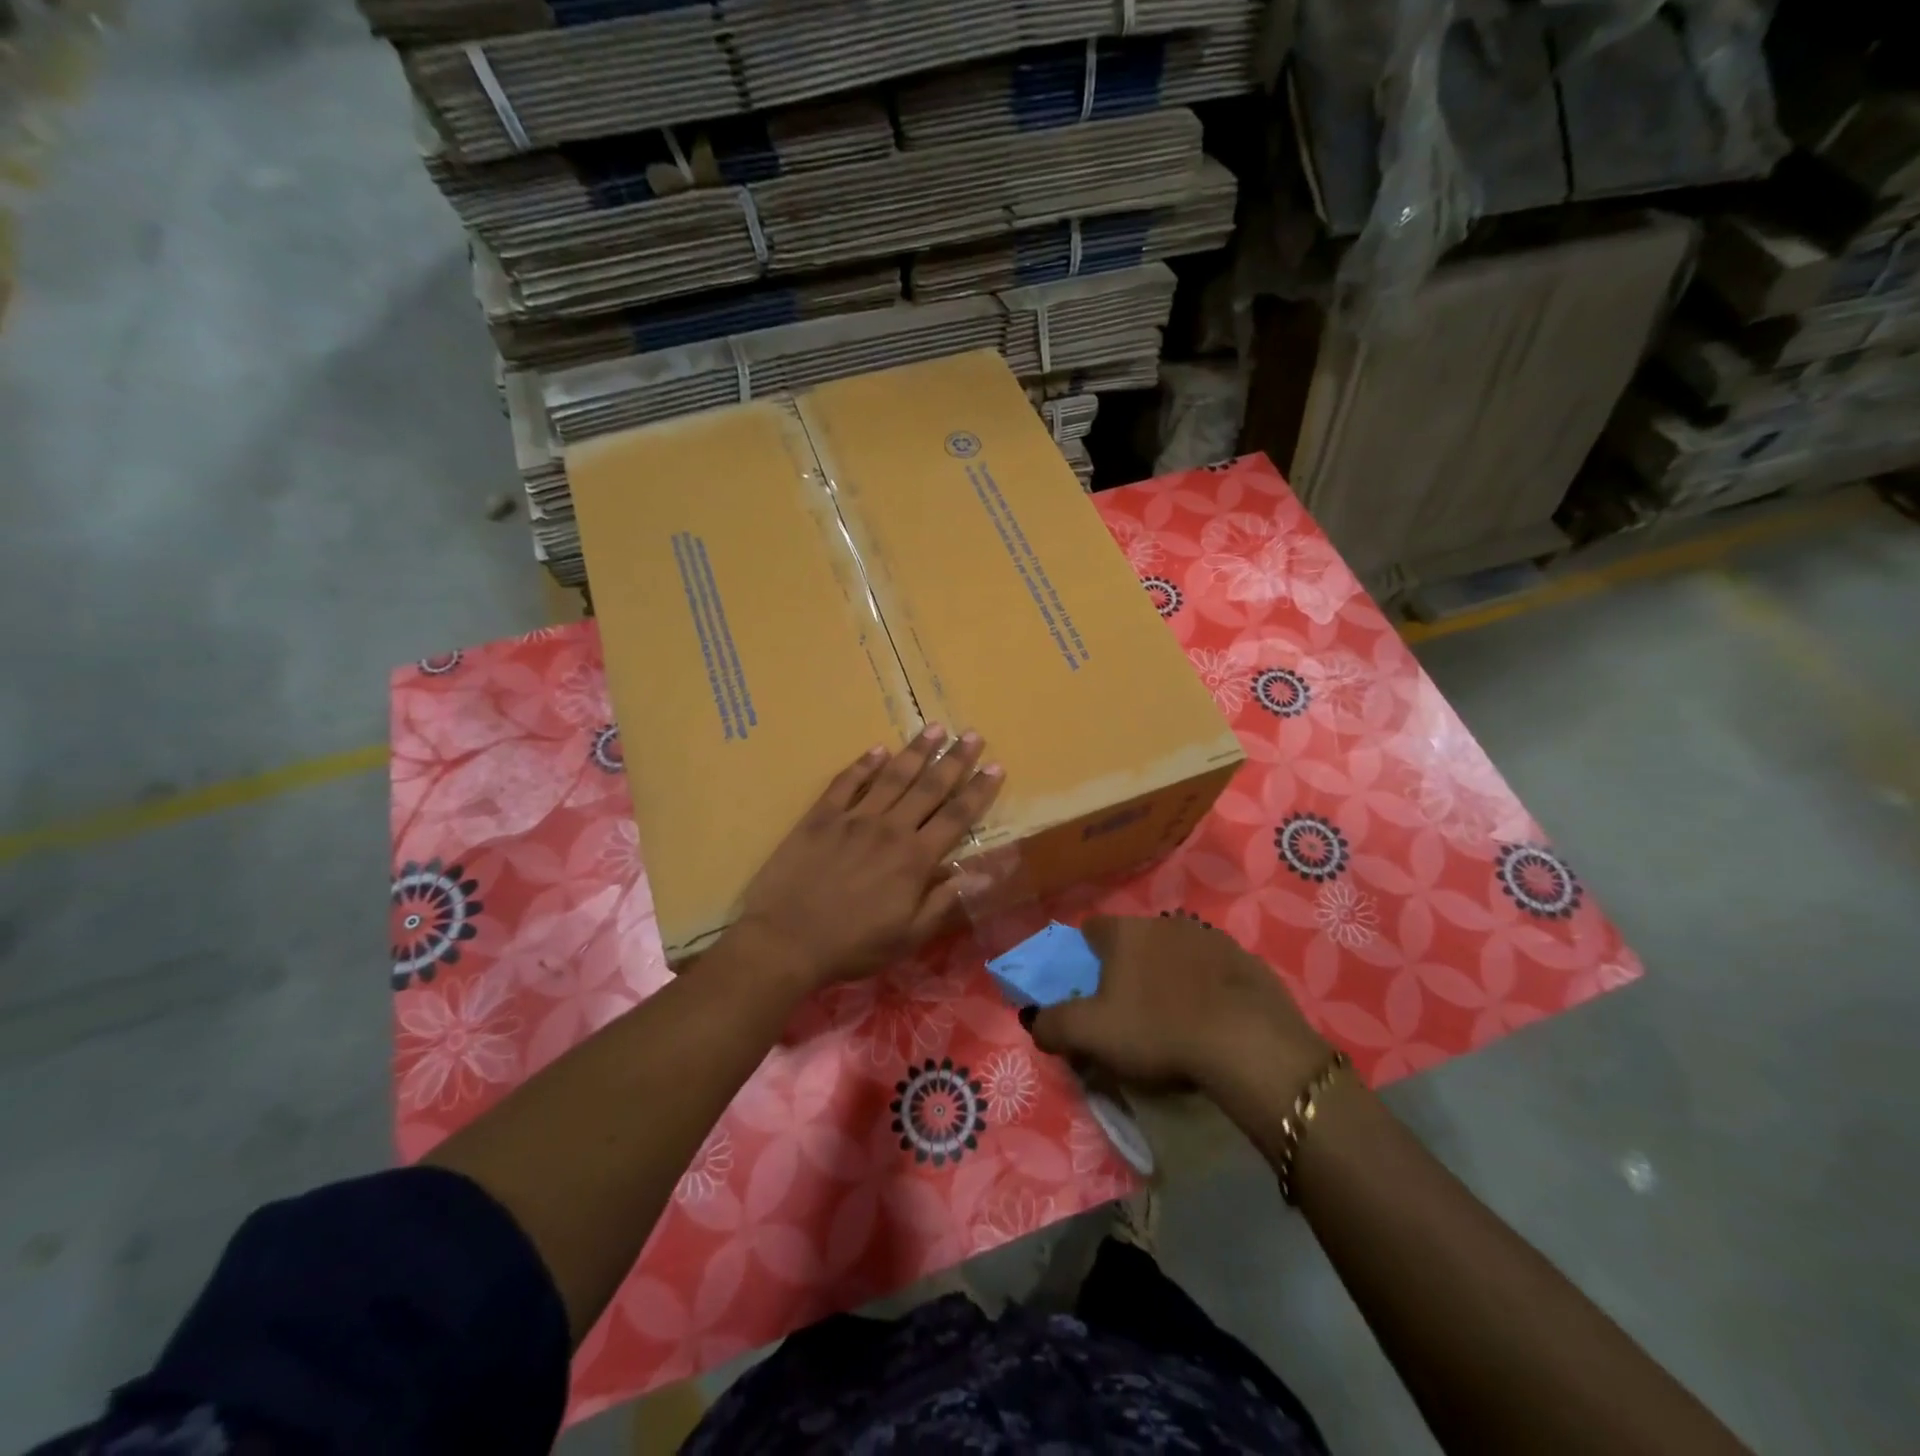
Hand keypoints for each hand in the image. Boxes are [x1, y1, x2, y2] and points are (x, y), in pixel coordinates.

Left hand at [732, 725, 1003, 990]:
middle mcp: (890, 829)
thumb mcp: (908, 936)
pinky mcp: (821, 817)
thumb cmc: (852, 945)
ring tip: (935, 728)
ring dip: (916, 751)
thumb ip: (944, 901)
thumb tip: (981, 874)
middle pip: (929, 787)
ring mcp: (853, 818)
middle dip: (955, 759)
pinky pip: (846, 782)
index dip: (979, 791)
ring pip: (892, 776)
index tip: (996, 766)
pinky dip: (863, 764)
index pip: (956, 816)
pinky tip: (877, 749)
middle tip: (972, 734)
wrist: (786, 941)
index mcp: (915, 859)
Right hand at [1028, 914, 1329, 1105]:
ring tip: (1174, 1018)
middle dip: (1128, 967)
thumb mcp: (1090, 1035)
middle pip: (1134, 941)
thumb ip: (1053, 1025)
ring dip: (1170, 975)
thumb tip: (1035, 1021)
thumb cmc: (1158, 1030)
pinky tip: (1212, 1021)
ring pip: (1175, 952)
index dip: (1085, 956)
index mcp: (1123, 933)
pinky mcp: (1246, 960)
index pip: (1091, 929)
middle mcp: (1164, 922)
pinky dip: (1207, 987)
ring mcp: (1210, 937)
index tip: (1089, 988)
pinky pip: (1214, 970)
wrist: (1248, 1043)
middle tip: (1129, 1009)